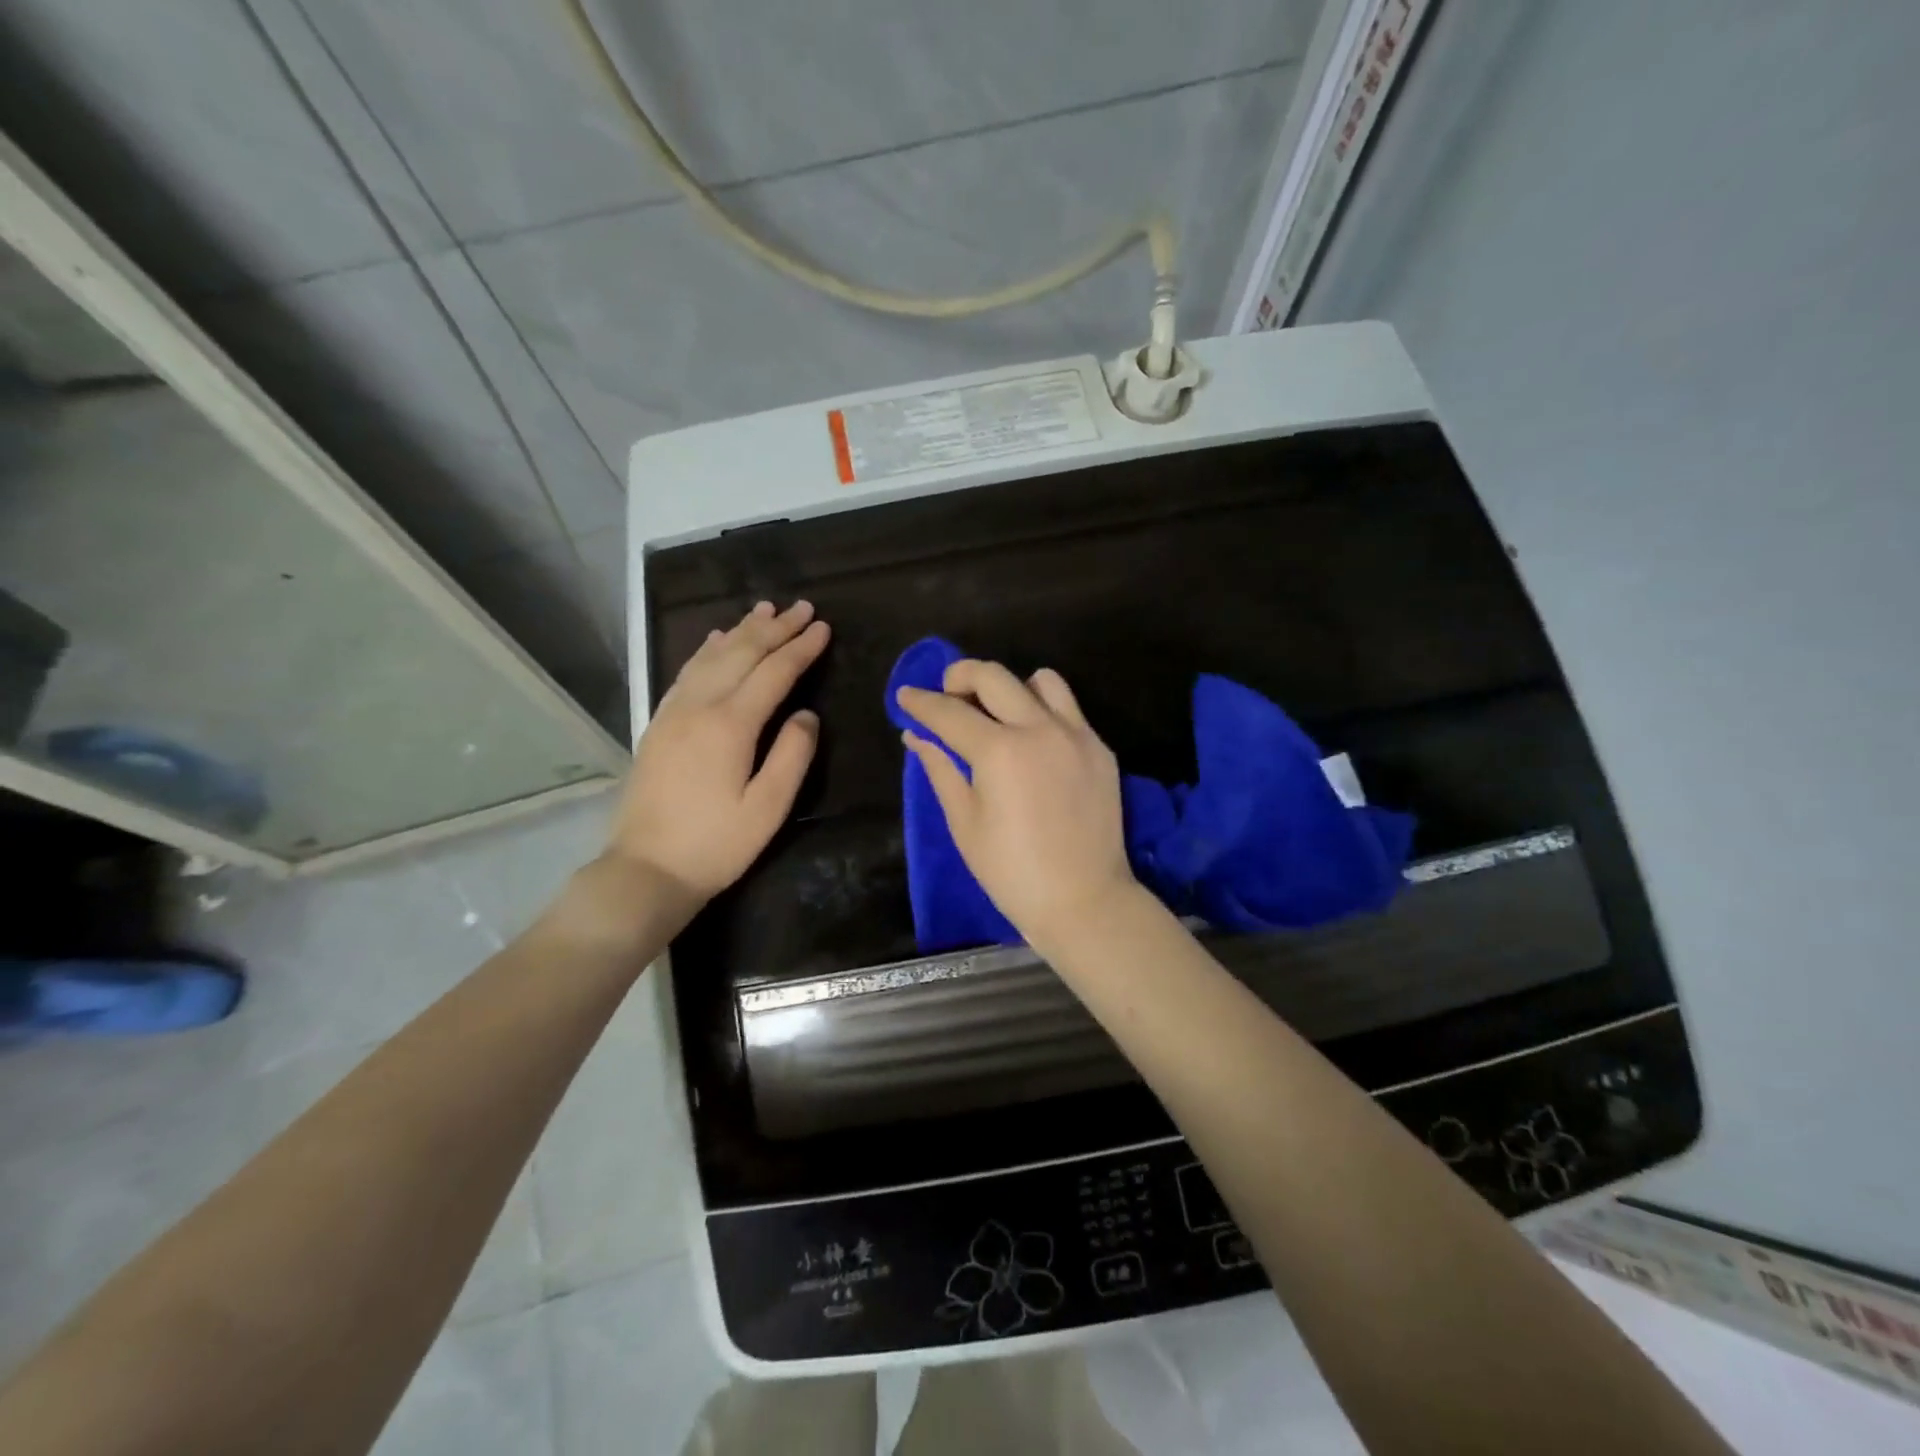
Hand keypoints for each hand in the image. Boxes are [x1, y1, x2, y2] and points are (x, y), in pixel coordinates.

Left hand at [606, 600, 828, 908]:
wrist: (647, 869)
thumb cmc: (716, 845)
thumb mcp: (768, 808)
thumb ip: (793, 756)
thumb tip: (806, 714)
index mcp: (730, 725)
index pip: (774, 673)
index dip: (800, 648)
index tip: (822, 627)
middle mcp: (699, 707)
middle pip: (741, 654)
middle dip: (775, 628)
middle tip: (802, 607)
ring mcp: (674, 712)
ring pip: (712, 657)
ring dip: (742, 630)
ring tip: (764, 609)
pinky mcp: (659, 724)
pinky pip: (687, 672)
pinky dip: (708, 649)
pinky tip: (717, 639)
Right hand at [896, 660, 1137, 948]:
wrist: (1083, 900)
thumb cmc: (1012, 872)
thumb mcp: (965, 823)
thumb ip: (941, 770)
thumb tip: (916, 736)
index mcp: (1000, 751)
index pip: (950, 712)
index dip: (921, 702)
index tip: (905, 695)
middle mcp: (1040, 729)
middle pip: (993, 676)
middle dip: (960, 676)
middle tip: (946, 694)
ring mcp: (1077, 735)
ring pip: (1041, 680)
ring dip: (1011, 687)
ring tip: (998, 713)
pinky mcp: (1100, 748)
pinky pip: (1069, 709)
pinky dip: (1043, 711)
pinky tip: (1033, 741)